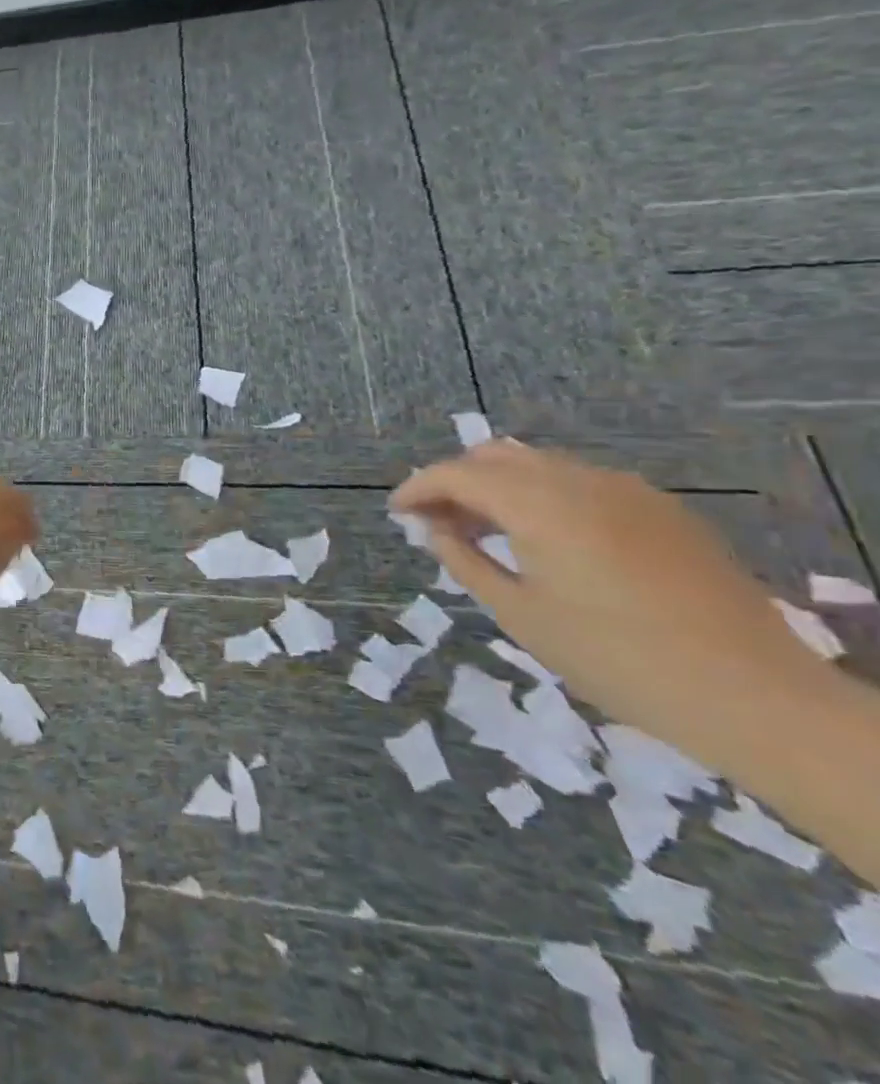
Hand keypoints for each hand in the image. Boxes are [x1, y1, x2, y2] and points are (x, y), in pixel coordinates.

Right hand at [390, 441, 816, 760]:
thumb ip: (466, 560)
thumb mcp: (520, 614)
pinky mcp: (662, 511)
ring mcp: (629, 492)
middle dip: (456, 481)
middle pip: (496, 456)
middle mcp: (581, 482)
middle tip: (437, 522)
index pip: (457, 473)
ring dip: (499, 486)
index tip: (397, 512)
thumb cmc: (616, 659)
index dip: (418, 488)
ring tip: (485, 531)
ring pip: (539, 465)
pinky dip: (543, 496)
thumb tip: (435, 529)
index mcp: (540, 506)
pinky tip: (545, 539)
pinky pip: (581, 483)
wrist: (755, 697)